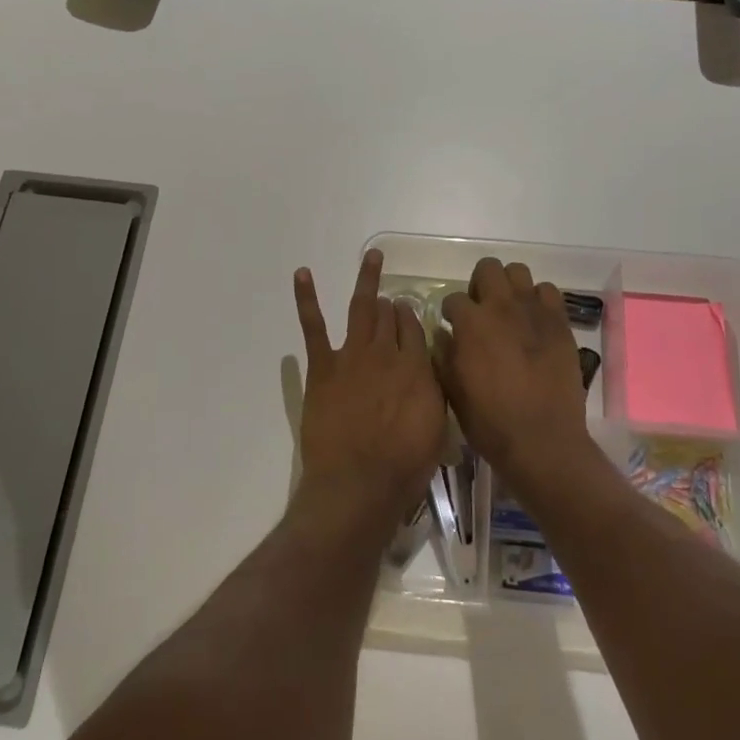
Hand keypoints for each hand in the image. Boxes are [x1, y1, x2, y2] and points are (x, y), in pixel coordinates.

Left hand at [292, 249, 447, 532]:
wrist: (358, 483)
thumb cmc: (404, 466)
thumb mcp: (436, 428)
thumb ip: (434, 391)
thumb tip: (430, 369)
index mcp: (417, 367)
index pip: (415, 328)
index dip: (411, 318)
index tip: (409, 314)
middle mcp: (387, 353)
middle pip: (390, 316)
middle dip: (391, 305)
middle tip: (390, 301)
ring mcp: (353, 356)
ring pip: (362, 309)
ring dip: (367, 280)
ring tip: (371, 257)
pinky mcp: (323, 366)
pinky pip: (314, 326)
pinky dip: (306, 298)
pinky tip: (302, 274)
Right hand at [439, 258, 591, 490]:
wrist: (542, 440)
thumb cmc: (489, 421)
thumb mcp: (452, 391)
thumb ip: (443, 355)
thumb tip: (444, 334)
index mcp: (471, 323)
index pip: (454, 298)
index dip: (451, 313)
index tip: (453, 326)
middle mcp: (502, 307)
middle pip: (488, 268)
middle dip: (480, 285)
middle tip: (482, 311)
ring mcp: (534, 312)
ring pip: (519, 272)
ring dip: (510, 287)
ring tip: (510, 312)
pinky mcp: (560, 323)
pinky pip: (549, 292)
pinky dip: (539, 301)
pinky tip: (535, 322)